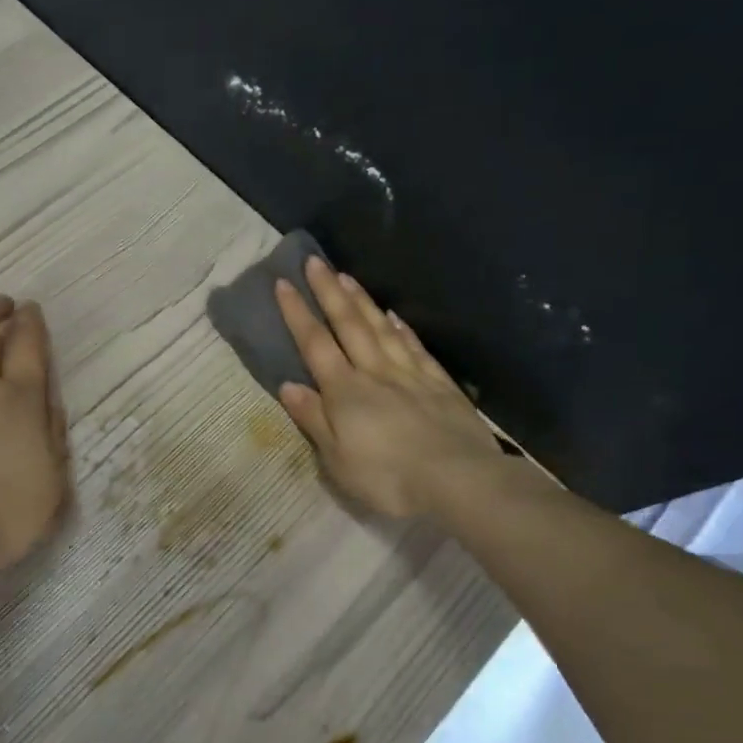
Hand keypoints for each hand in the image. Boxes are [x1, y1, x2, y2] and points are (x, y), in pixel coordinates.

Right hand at [275, 259, 507, 517]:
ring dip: (361, 301)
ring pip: (381, 329)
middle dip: (329, 291)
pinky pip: (416, 348)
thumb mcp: (337, 459)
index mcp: (345, 391)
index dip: (297, 313)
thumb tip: (288, 385)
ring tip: (347, 276)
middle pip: (349, 325)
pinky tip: (395, 316)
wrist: (459, 481)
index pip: (315, 344)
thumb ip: (313, 419)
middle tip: (315, 261)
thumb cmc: (388, 477)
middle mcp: (375, 372)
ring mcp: (411, 375)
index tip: (283, 283)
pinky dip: (402, 329)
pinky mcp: (440, 384)